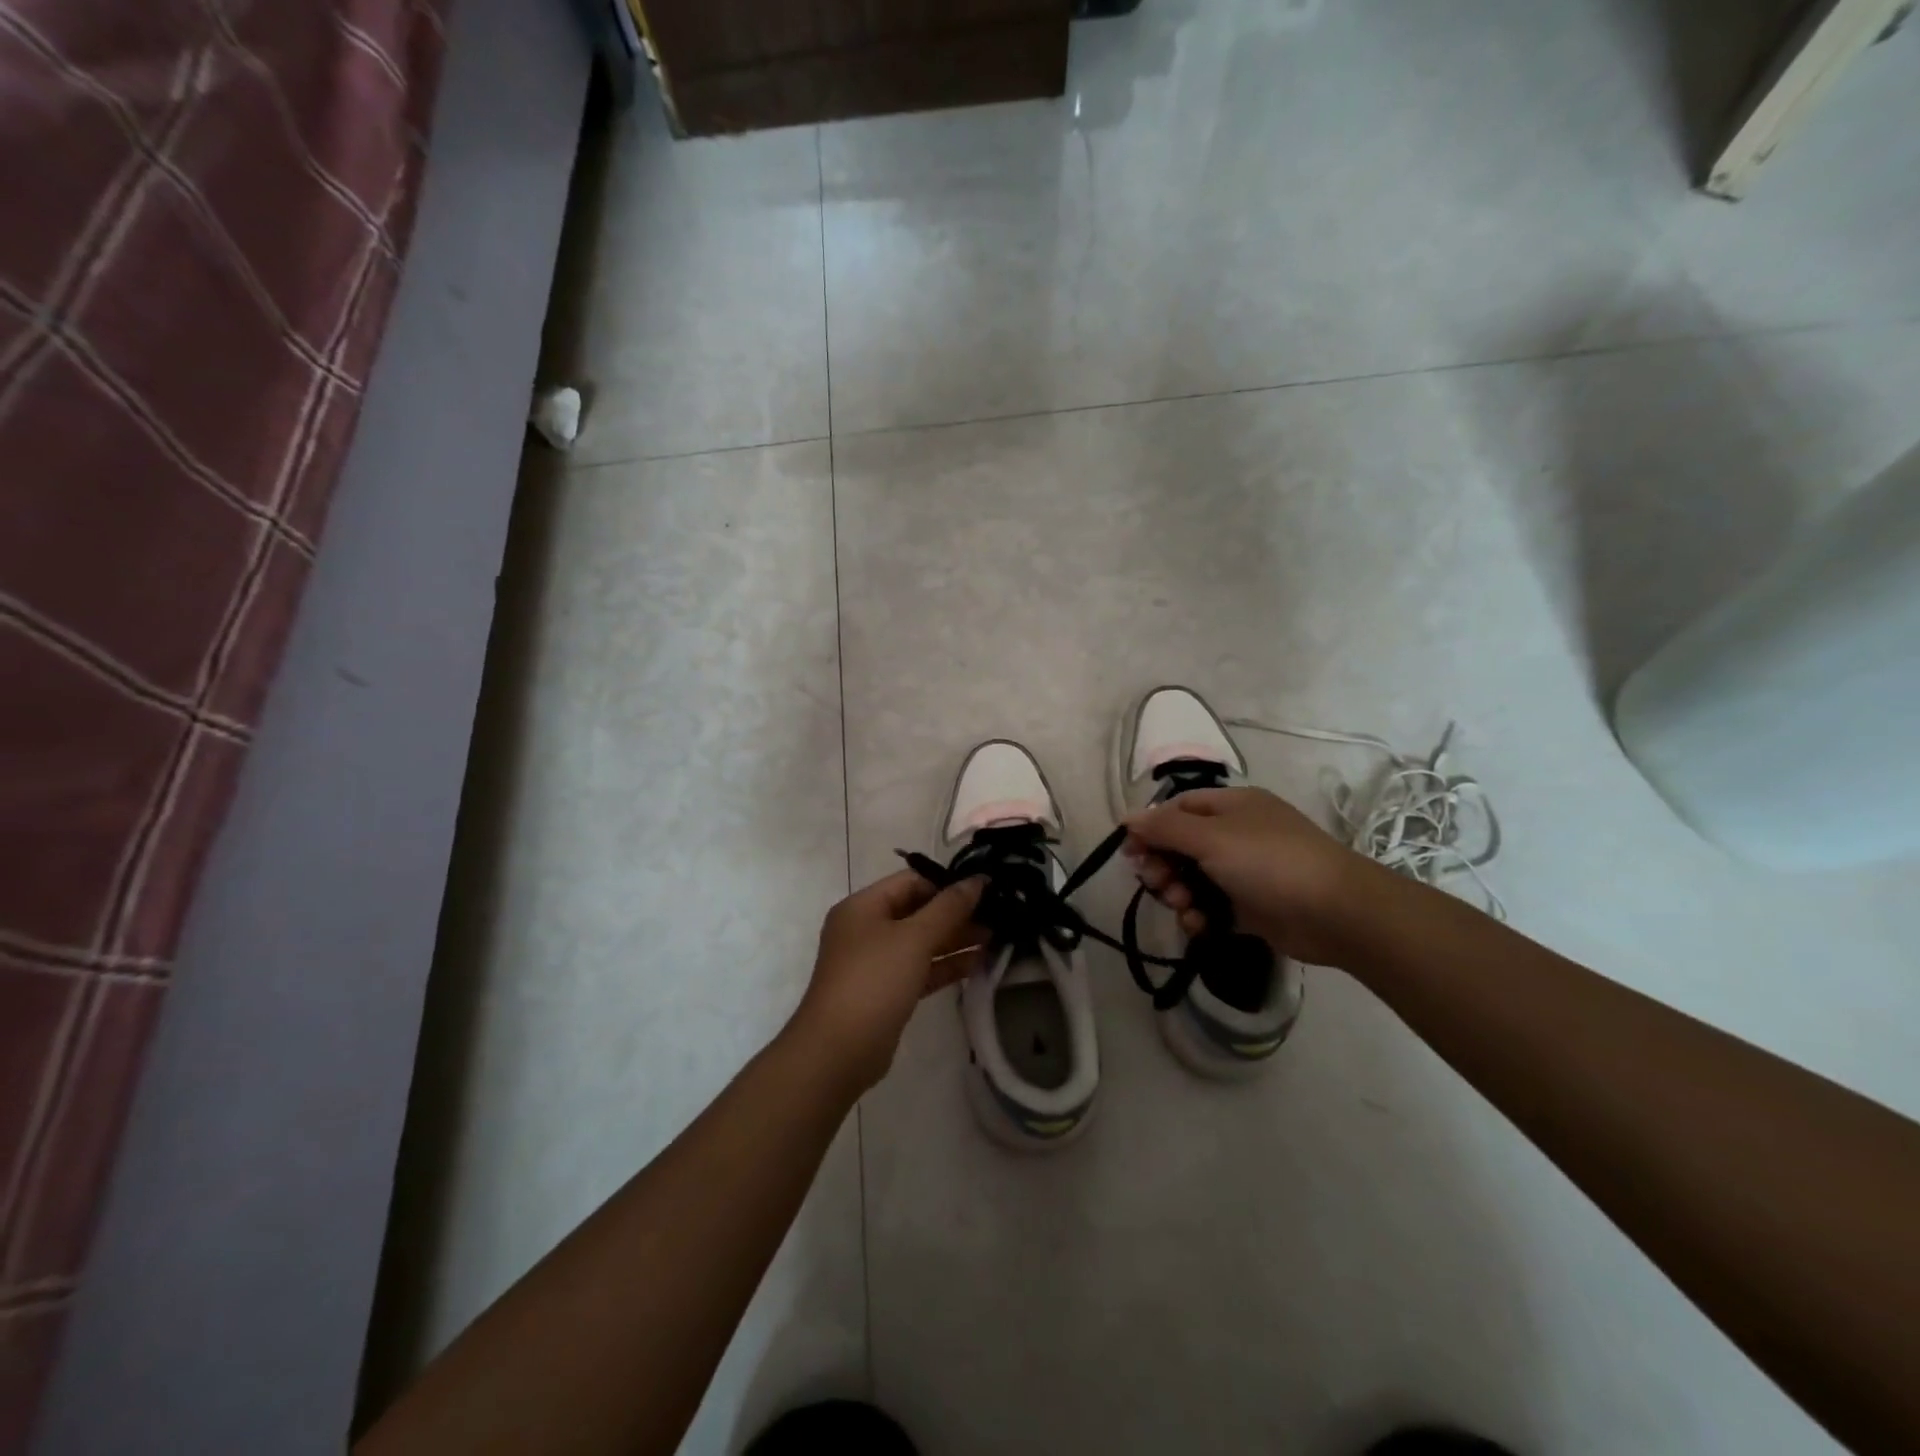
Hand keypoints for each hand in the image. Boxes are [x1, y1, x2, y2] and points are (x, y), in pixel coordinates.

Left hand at [790, 869, 985, 1093]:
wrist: (838, 1051)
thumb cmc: (874, 981)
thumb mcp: (914, 938)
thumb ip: (949, 907)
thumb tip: (977, 879)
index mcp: (863, 906)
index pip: (911, 882)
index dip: (947, 884)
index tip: (985, 890)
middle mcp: (866, 929)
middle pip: (917, 911)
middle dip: (955, 914)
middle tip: (996, 916)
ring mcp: (875, 962)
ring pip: (920, 942)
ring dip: (955, 940)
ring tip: (995, 938)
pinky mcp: (886, 992)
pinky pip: (920, 969)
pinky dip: (945, 965)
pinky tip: (977, 963)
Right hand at [1124, 787, 1380, 966]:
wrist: (1336, 913)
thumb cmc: (1269, 862)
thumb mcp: (1211, 837)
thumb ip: (1164, 827)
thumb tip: (1127, 817)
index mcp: (1231, 806)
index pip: (1177, 809)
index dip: (1150, 828)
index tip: (1130, 853)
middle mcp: (1237, 834)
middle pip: (1181, 846)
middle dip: (1163, 865)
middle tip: (1155, 883)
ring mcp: (1246, 871)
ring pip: (1194, 879)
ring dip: (1178, 893)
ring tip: (1182, 906)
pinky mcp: (1252, 906)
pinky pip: (1212, 906)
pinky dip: (1200, 915)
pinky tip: (1197, 925)